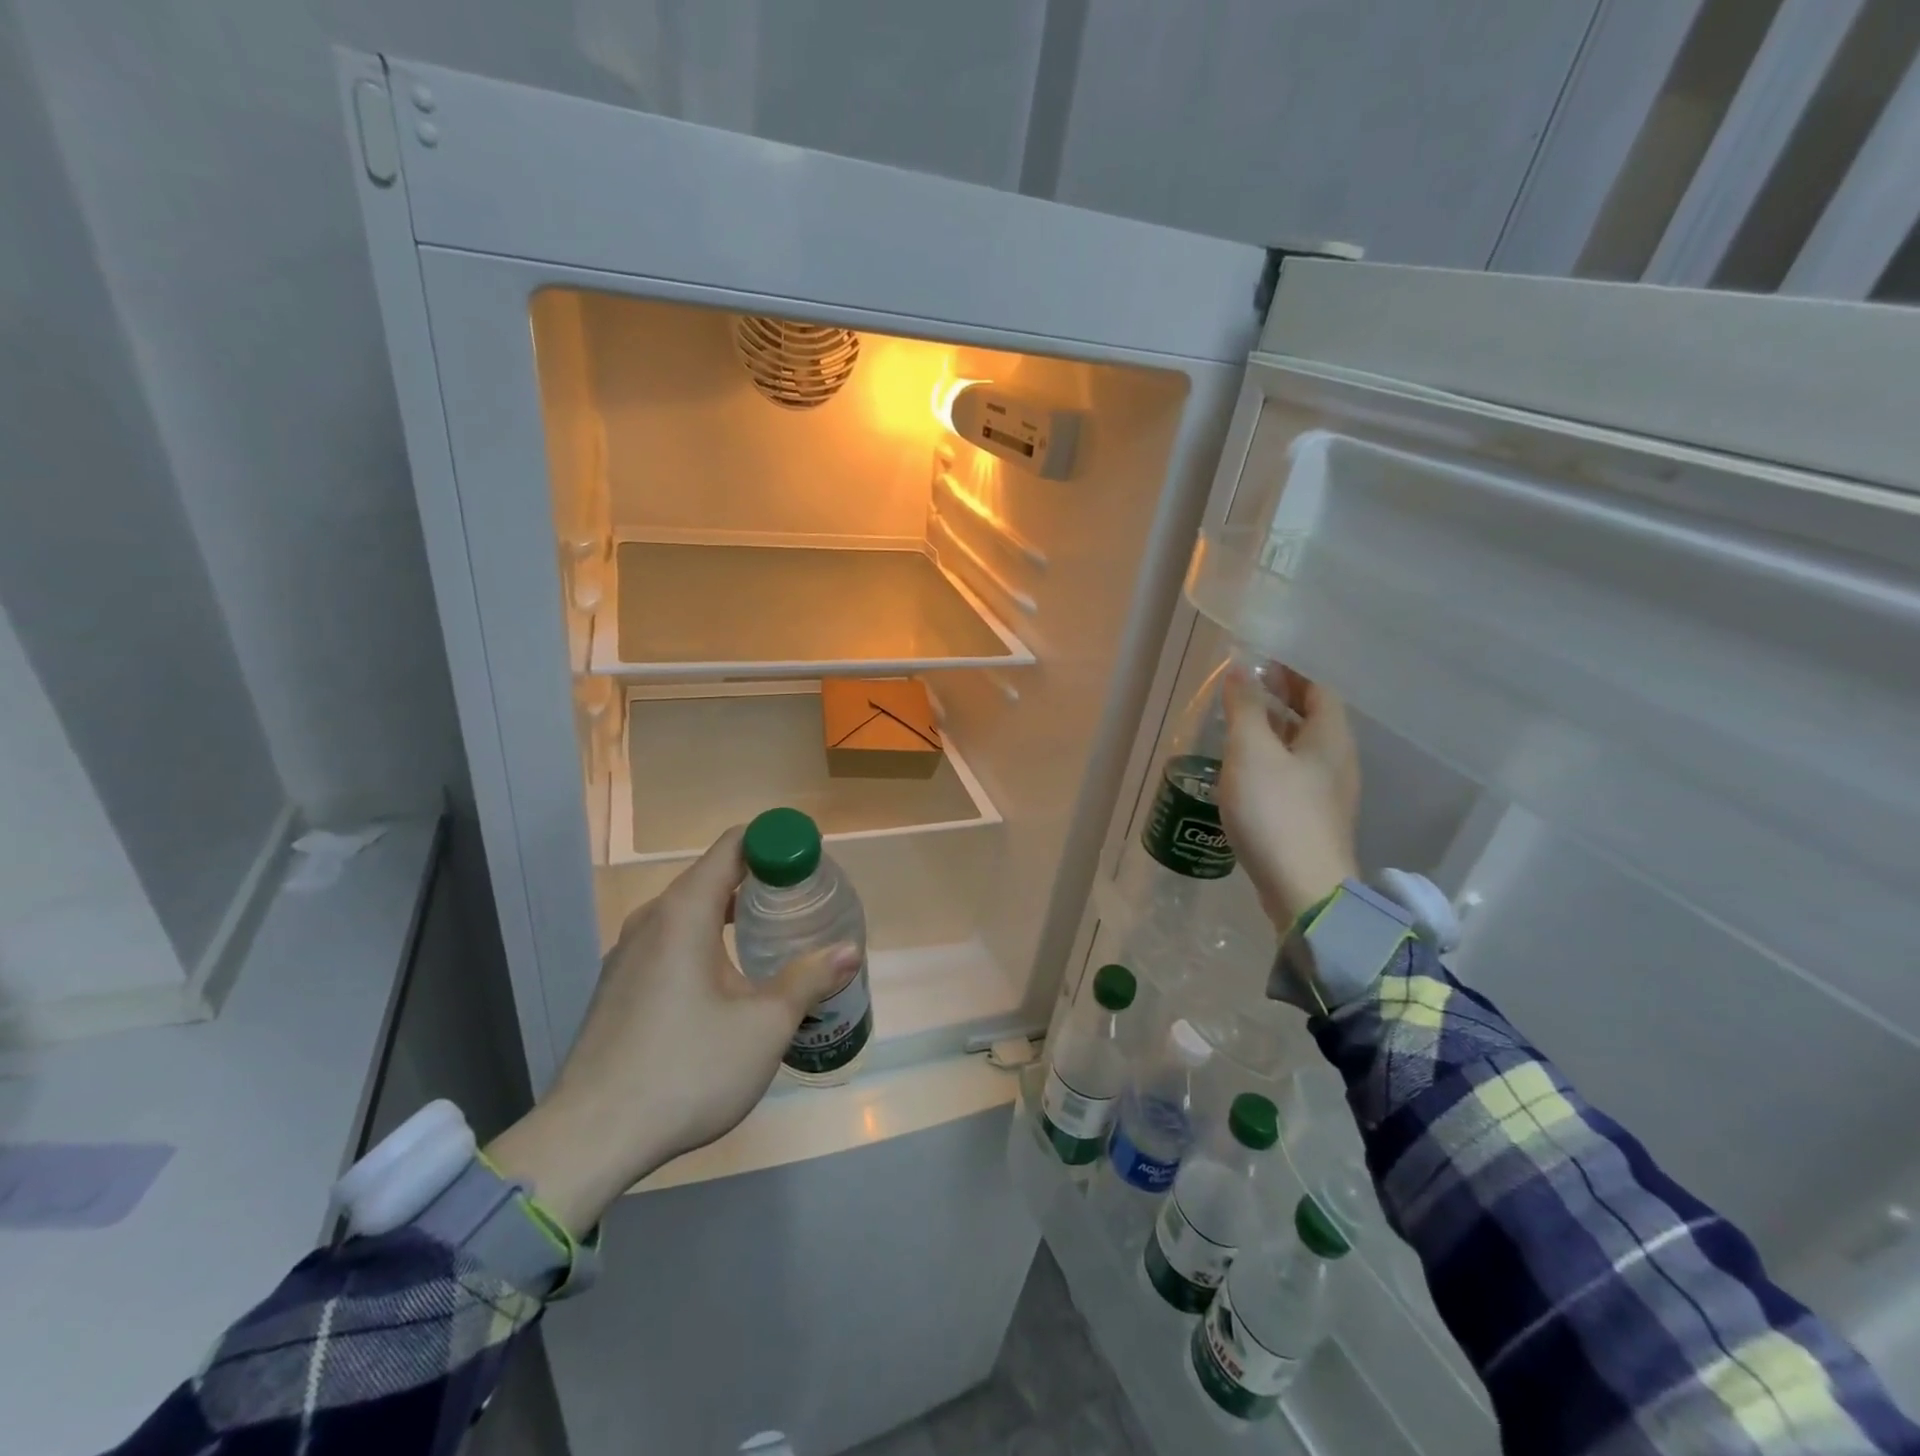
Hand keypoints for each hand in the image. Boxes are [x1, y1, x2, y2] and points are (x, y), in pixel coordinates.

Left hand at [486, 827, 856, 1235]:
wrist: (589, 1140)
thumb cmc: (686, 1070)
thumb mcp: (764, 1026)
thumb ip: (809, 980)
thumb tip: (850, 951)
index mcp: (684, 913)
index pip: (734, 845)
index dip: (776, 844)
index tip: (811, 864)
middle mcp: (652, 921)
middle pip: (713, 876)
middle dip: (761, 882)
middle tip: (804, 906)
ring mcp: (627, 955)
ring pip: (690, 913)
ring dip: (733, 915)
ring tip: (774, 941)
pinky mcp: (618, 987)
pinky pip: (671, 943)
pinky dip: (706, 942)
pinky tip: (728, 983)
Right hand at [1218, 667, 1361, 933]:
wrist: (1304, 890)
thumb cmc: (1277, 812)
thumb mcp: (1252, 752)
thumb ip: (1245, 708)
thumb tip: (1240, 668)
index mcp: (1330, 737)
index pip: (1319, 688)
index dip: (1292, 669)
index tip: (1261, 659)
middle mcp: (1337, 760)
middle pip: (1314, 717)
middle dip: (1282, 697)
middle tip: (1246, 686)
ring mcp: (1328, 793)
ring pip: (1303, 747)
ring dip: (1275, 729)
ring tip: (1240, 723)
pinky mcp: (1314, 820)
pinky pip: (1295, 774)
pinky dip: (1273, 759)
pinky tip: (1247, 770)